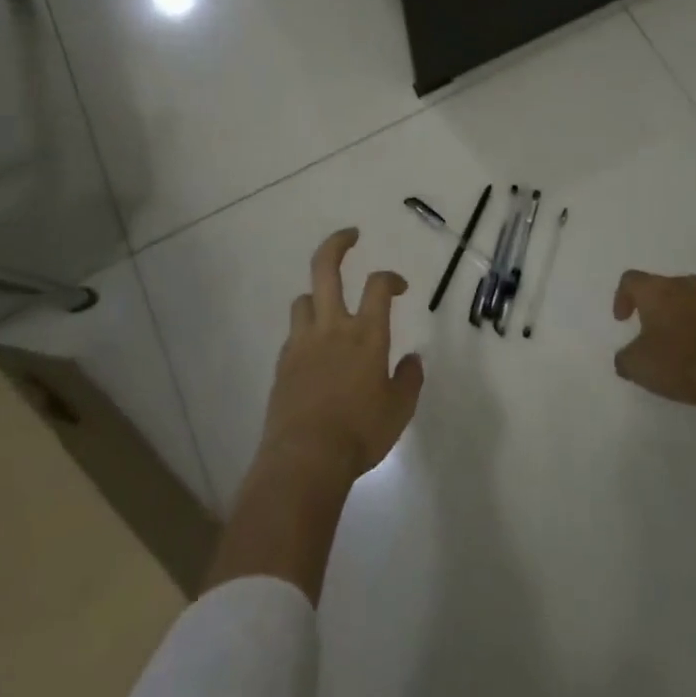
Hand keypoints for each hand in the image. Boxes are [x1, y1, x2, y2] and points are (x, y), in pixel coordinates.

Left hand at [260, 228, 424, 482]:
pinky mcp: (282, 365)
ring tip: (328, 305)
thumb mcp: (399, 409)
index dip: (391, 277)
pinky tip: (314, 351)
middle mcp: (333, 327)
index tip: (399, 286)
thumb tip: (413, 359)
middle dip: (337, 244)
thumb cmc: (360, 432)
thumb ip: (409, 379)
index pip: (378, 285)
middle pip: (326, 270)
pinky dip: (305, 332)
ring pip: (303, 300)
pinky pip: (293, 334)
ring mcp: (302, 344)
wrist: (304, 460)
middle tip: (350, 235)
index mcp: (366, 334)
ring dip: (317, 295)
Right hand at [612, 270, 695, 408]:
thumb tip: (626, 356)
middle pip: (660, 287)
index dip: (621, 297)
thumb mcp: (637, 366)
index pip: (631, 280)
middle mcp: (683, 285)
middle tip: (647, 331)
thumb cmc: (679, 362)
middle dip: (651, 306)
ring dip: (676, 316)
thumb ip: (624, 358)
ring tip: (674, 343)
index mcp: (656, 290)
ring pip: (685, 299)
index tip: (622, 321)